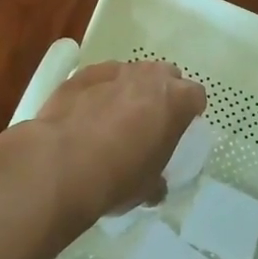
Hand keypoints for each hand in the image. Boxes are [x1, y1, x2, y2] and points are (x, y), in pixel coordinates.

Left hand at [19, 60, 205, 222]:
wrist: (61, 164)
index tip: (180, 127)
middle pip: (166, 76)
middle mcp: (150, 77)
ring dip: (129, 90)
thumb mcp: (147, 188)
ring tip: (113, 117)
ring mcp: (115, 71)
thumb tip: (156, 187)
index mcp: (176, 101)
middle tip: (149, 120)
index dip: (189, 111)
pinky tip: (86, 113)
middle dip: (161, 93)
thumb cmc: (117, 177)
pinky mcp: (82, 74)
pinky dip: (98, 91)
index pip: (196, 96)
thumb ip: (157, 180)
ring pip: (132, 73)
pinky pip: (100, 78)